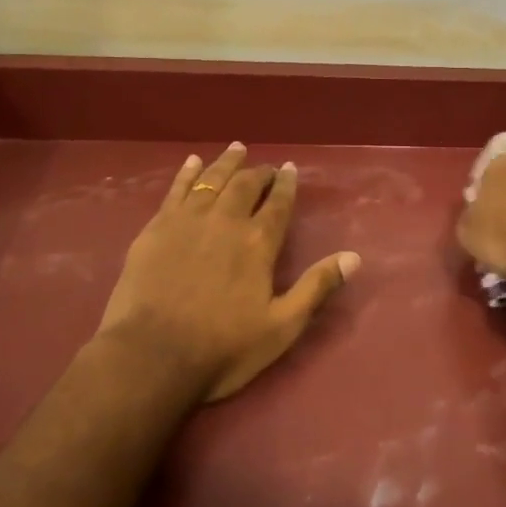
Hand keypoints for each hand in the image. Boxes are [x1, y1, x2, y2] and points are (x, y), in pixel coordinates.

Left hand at [98, 143, 360, 401]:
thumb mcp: (281, 327)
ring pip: (211, 180)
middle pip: (245, 185)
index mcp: (259, 243)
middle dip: (258, 172)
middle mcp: (226, 221)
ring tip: (236, 149)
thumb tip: (353, 256)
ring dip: (226, 163)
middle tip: (265, 167)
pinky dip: (187, 173)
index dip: (286, 184)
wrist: (151, 357)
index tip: (290, 169)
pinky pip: (176, 190)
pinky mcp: (157, 228)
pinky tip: (192, 163)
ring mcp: (188, 220)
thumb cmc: (222, 348)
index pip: (278, 203)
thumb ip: (316, 287)